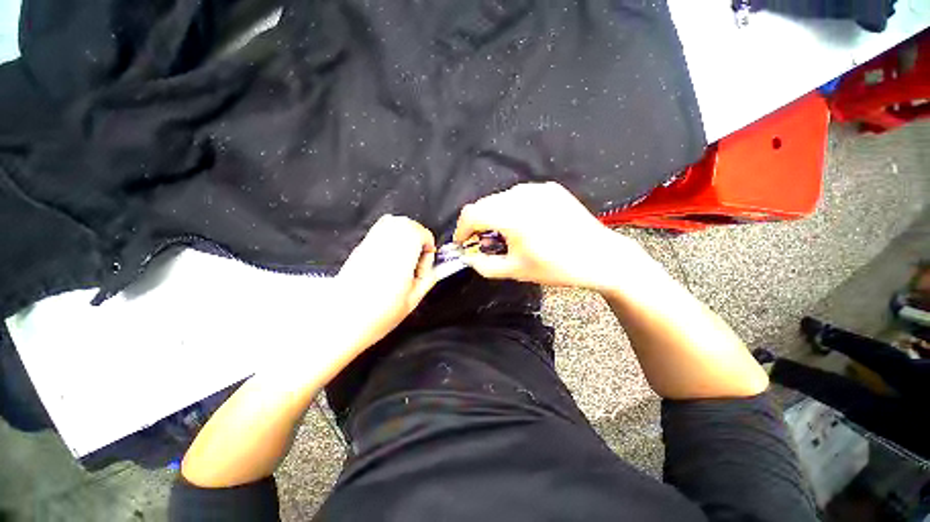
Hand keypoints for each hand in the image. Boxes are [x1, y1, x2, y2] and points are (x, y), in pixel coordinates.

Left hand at [335, 215, 436, 349]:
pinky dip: (390, 235)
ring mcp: (369, 245)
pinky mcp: (359, 249)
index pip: (419, 233)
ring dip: (404, 233)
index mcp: (399, 257)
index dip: (429, 244)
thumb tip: (435, 269)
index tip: (426, 262)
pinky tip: (390, 256)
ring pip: (391, 222)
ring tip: (405, 255)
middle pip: (406, 223)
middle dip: (418, 235)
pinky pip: (378, 230)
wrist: (340, 323)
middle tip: (418, 257)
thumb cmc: (378, 316)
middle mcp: (383, 245)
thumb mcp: (412, 301)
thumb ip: (427, 279)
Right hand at [453, 182, 646, 290]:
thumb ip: (485, 265)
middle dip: (478, 223)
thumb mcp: (516, 271)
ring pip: (501, 198)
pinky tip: (523, 224)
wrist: (601, 257)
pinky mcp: (550, 189)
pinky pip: (519, 195)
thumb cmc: (558, 268)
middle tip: (483, 242)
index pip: (472, 213)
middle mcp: (523, 195)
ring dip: (494, 215)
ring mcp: (538, 189)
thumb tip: (469, 257)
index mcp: (513, 216)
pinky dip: (512, 209)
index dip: (461, 229)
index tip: (462, 243)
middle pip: (485, 203)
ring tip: (504, 234)